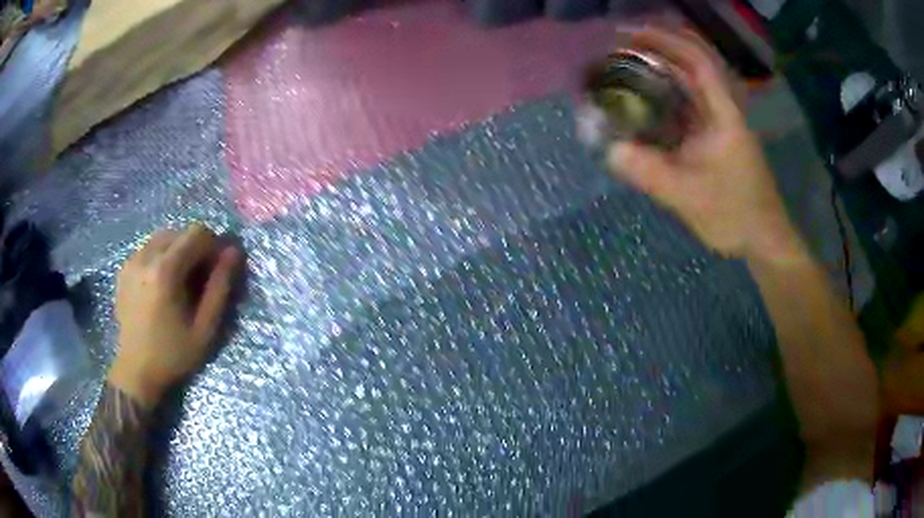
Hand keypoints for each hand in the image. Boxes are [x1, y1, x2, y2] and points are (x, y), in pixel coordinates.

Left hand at [109, 223, 241, 406]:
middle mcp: (145, 257)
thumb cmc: (173, 355)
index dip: (213, 247)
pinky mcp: (124, 268)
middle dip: (195, 249)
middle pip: (180, 232)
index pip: (197, 233)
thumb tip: (233, 252)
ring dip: (178, 252)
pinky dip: (162, 257)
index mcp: (165, 271)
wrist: (136, 371)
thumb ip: (220, 287)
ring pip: (164, 237)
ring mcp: (131, 261)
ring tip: (180, 283)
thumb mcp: (205, 329)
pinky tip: (162, 285)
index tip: (216, 272)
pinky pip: (149, 248)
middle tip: (199, 280)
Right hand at [607, 27, 803, 261]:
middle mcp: (724, 110)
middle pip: (695, 61)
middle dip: (661, 45)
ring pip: (692, 81)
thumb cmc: (734, 214)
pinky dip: (668, 92)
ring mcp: (722, 123)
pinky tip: (648, 98)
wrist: (763, 239)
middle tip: (624, 44)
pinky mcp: (717, 137)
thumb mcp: (689, 196)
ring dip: (664, 65)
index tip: (629, 35)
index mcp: (724, 114)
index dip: (665, 40)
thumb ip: (649, 173)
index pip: (697, 60)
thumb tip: (610, 151)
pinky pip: (689, 103)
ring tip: (631, 63)